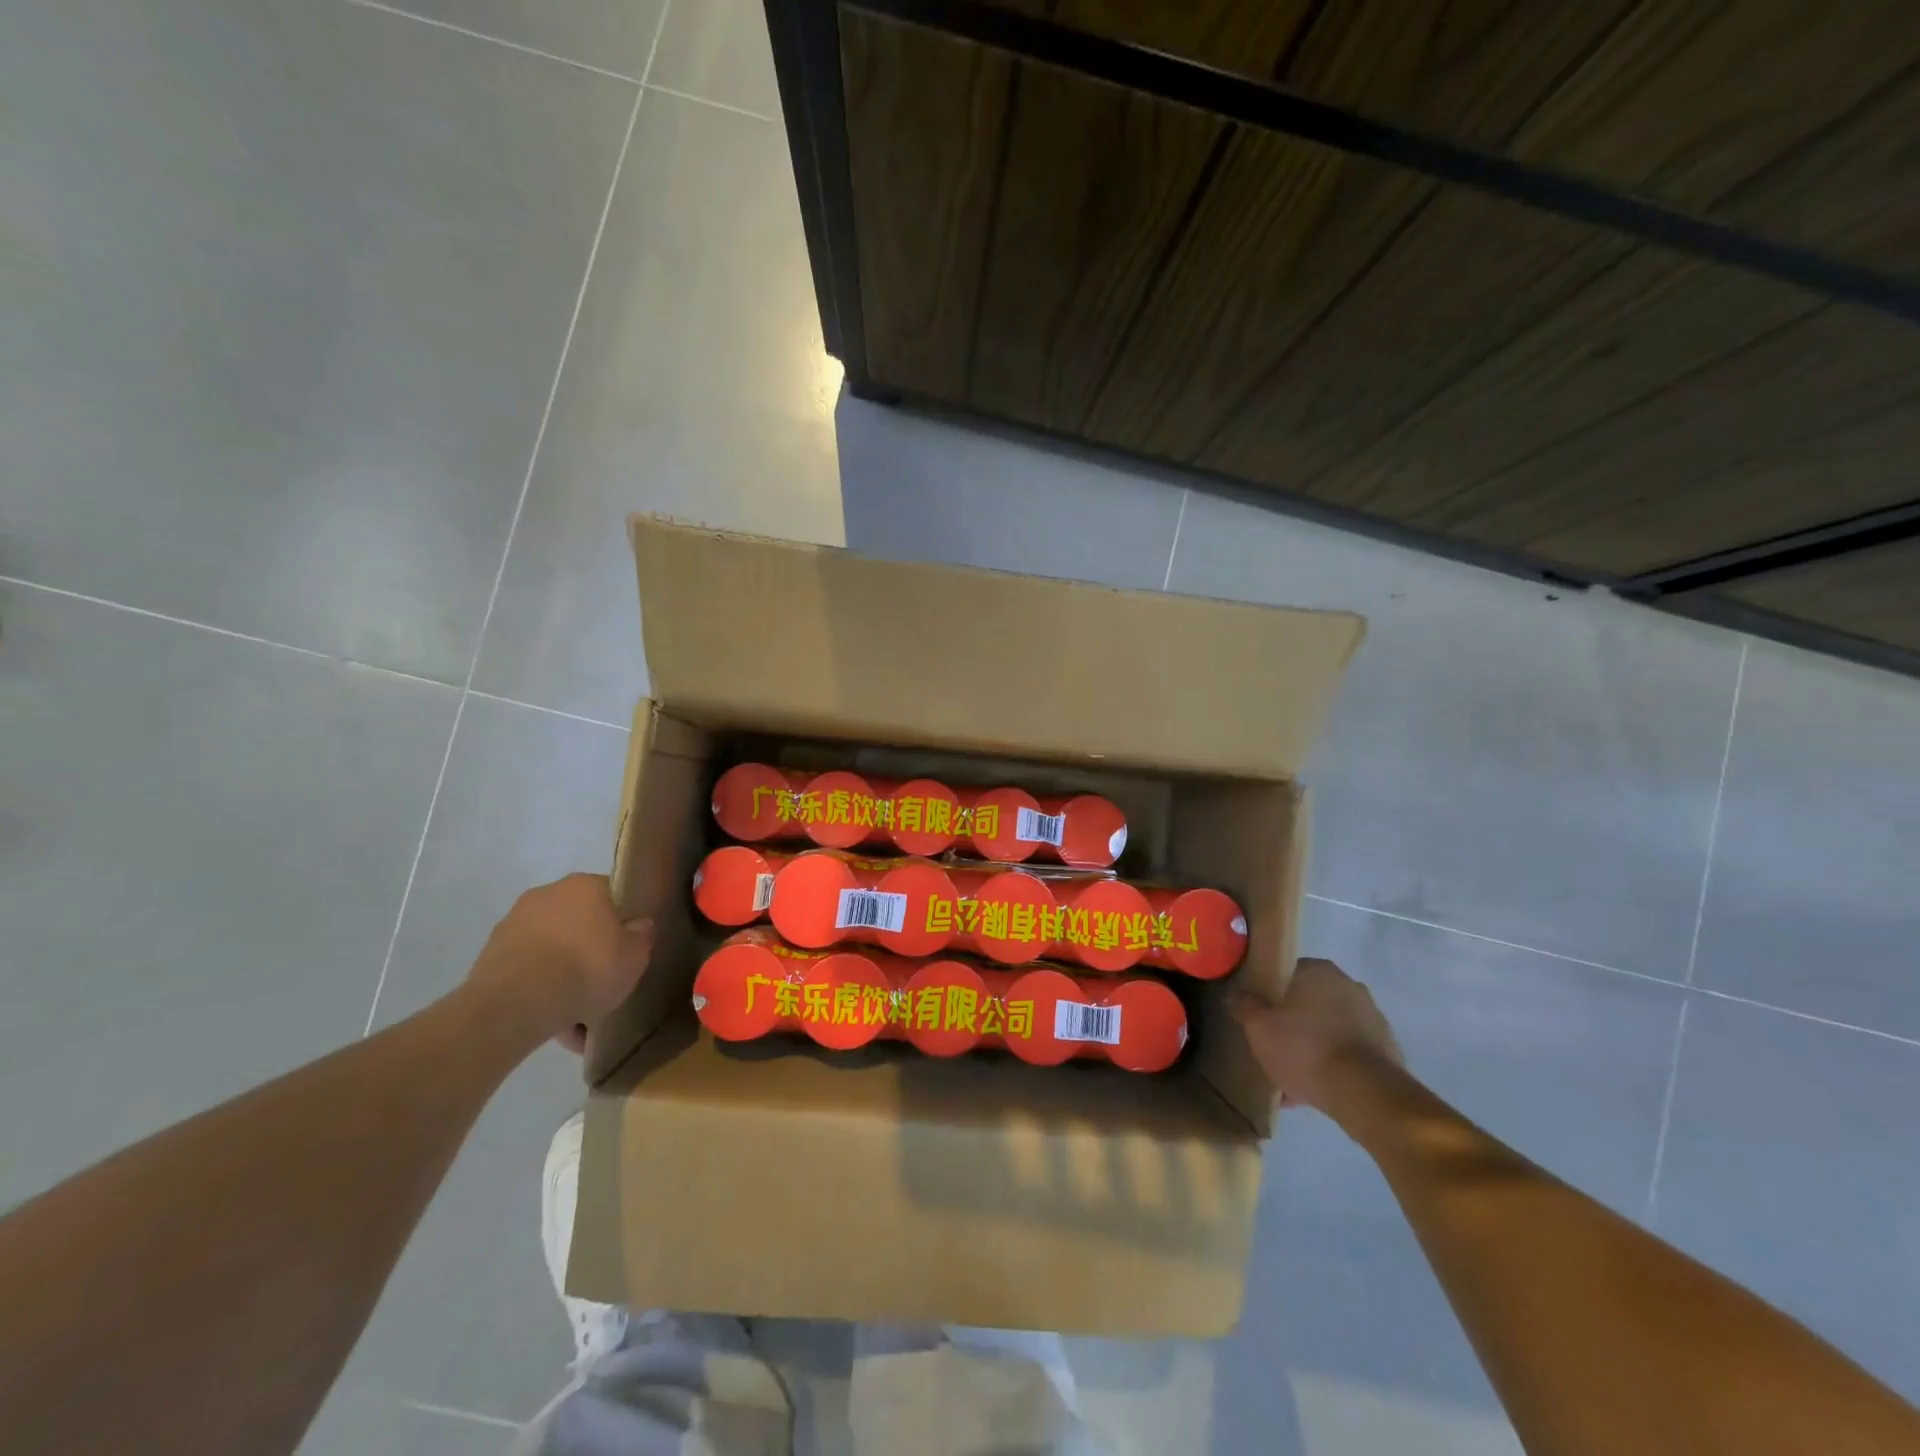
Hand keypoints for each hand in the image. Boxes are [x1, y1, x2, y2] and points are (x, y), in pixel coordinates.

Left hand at [466, 873, 653, 1049]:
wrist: (515, 1005)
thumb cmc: (586, 967)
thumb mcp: (635, 955)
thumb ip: (642, 936)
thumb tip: (639, 925)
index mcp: (584, 885)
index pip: (612, 894)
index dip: (623, 921)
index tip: (628, 947)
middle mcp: (546, 895)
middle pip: (578, 924)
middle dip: (589, 952)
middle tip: (604, 983)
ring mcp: (513, 926)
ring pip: (551, 952)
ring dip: (563, 978)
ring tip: (577, 1018)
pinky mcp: (489, 958)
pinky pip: (527, 974)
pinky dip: (540, 994)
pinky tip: (554, 1025)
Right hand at [1231, 958, 1402, 1113]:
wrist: (1364, 1094)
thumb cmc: (1305, 1048)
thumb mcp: (1258, 1027)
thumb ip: (1244, 1006)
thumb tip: (1235, 994)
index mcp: (1319, 971)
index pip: (1286, 972)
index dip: (1268, 993)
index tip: (1258, 1014)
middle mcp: (1349, 986)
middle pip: (1309, 1002)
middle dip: (1292, 1023)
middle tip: (1272, 1045)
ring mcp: (1373, 1018)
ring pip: (1329, 1029)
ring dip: (1312, 1047)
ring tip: (1289, 1077)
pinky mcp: (1386, 1050)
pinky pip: (1347, 1053)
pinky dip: (1332, 1066)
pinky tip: (1312, 1091)